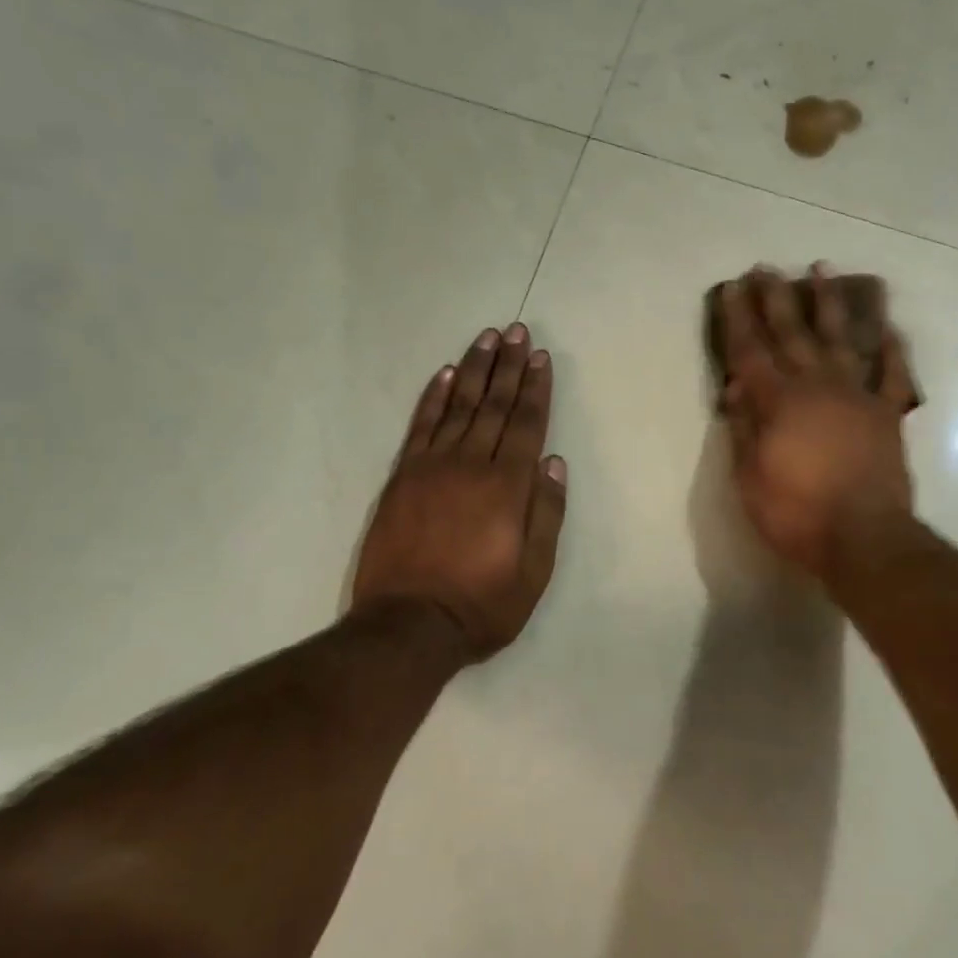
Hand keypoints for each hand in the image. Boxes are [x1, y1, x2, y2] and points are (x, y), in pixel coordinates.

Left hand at [351, 324, 567, 660]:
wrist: (408, 626)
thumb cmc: (483, 603)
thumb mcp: (534, 571)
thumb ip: (547, 513)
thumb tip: (554, 462)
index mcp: (508, 486)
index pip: (526, 424)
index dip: (536, 388)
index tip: (541, 357)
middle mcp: (471, 465)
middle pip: (494, 405)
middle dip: (509, 366)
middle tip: (518, 331)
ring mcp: (431, 467)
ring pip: (458, 406)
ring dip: (474, 370)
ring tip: (487, 338)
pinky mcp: (402, 477)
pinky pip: (420, 426)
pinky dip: (433, 398)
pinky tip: (444, 375)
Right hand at [719, 265, 915, 578]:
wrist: (864, 538)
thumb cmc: (796, 513)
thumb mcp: (750, 477)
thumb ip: (744, 428)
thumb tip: (737, 387)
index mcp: (779, 402)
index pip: (751, 350)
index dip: (738, 318)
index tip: (731, 287)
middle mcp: (817, 386)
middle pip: (792, 333)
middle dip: (776, 298)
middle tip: (766, 267)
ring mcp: (857, 396)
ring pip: (841, 339)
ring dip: (829, 303)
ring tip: (822, 269)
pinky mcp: (887, 413)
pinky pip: (892, 373)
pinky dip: (891, 348)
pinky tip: (887, 326)